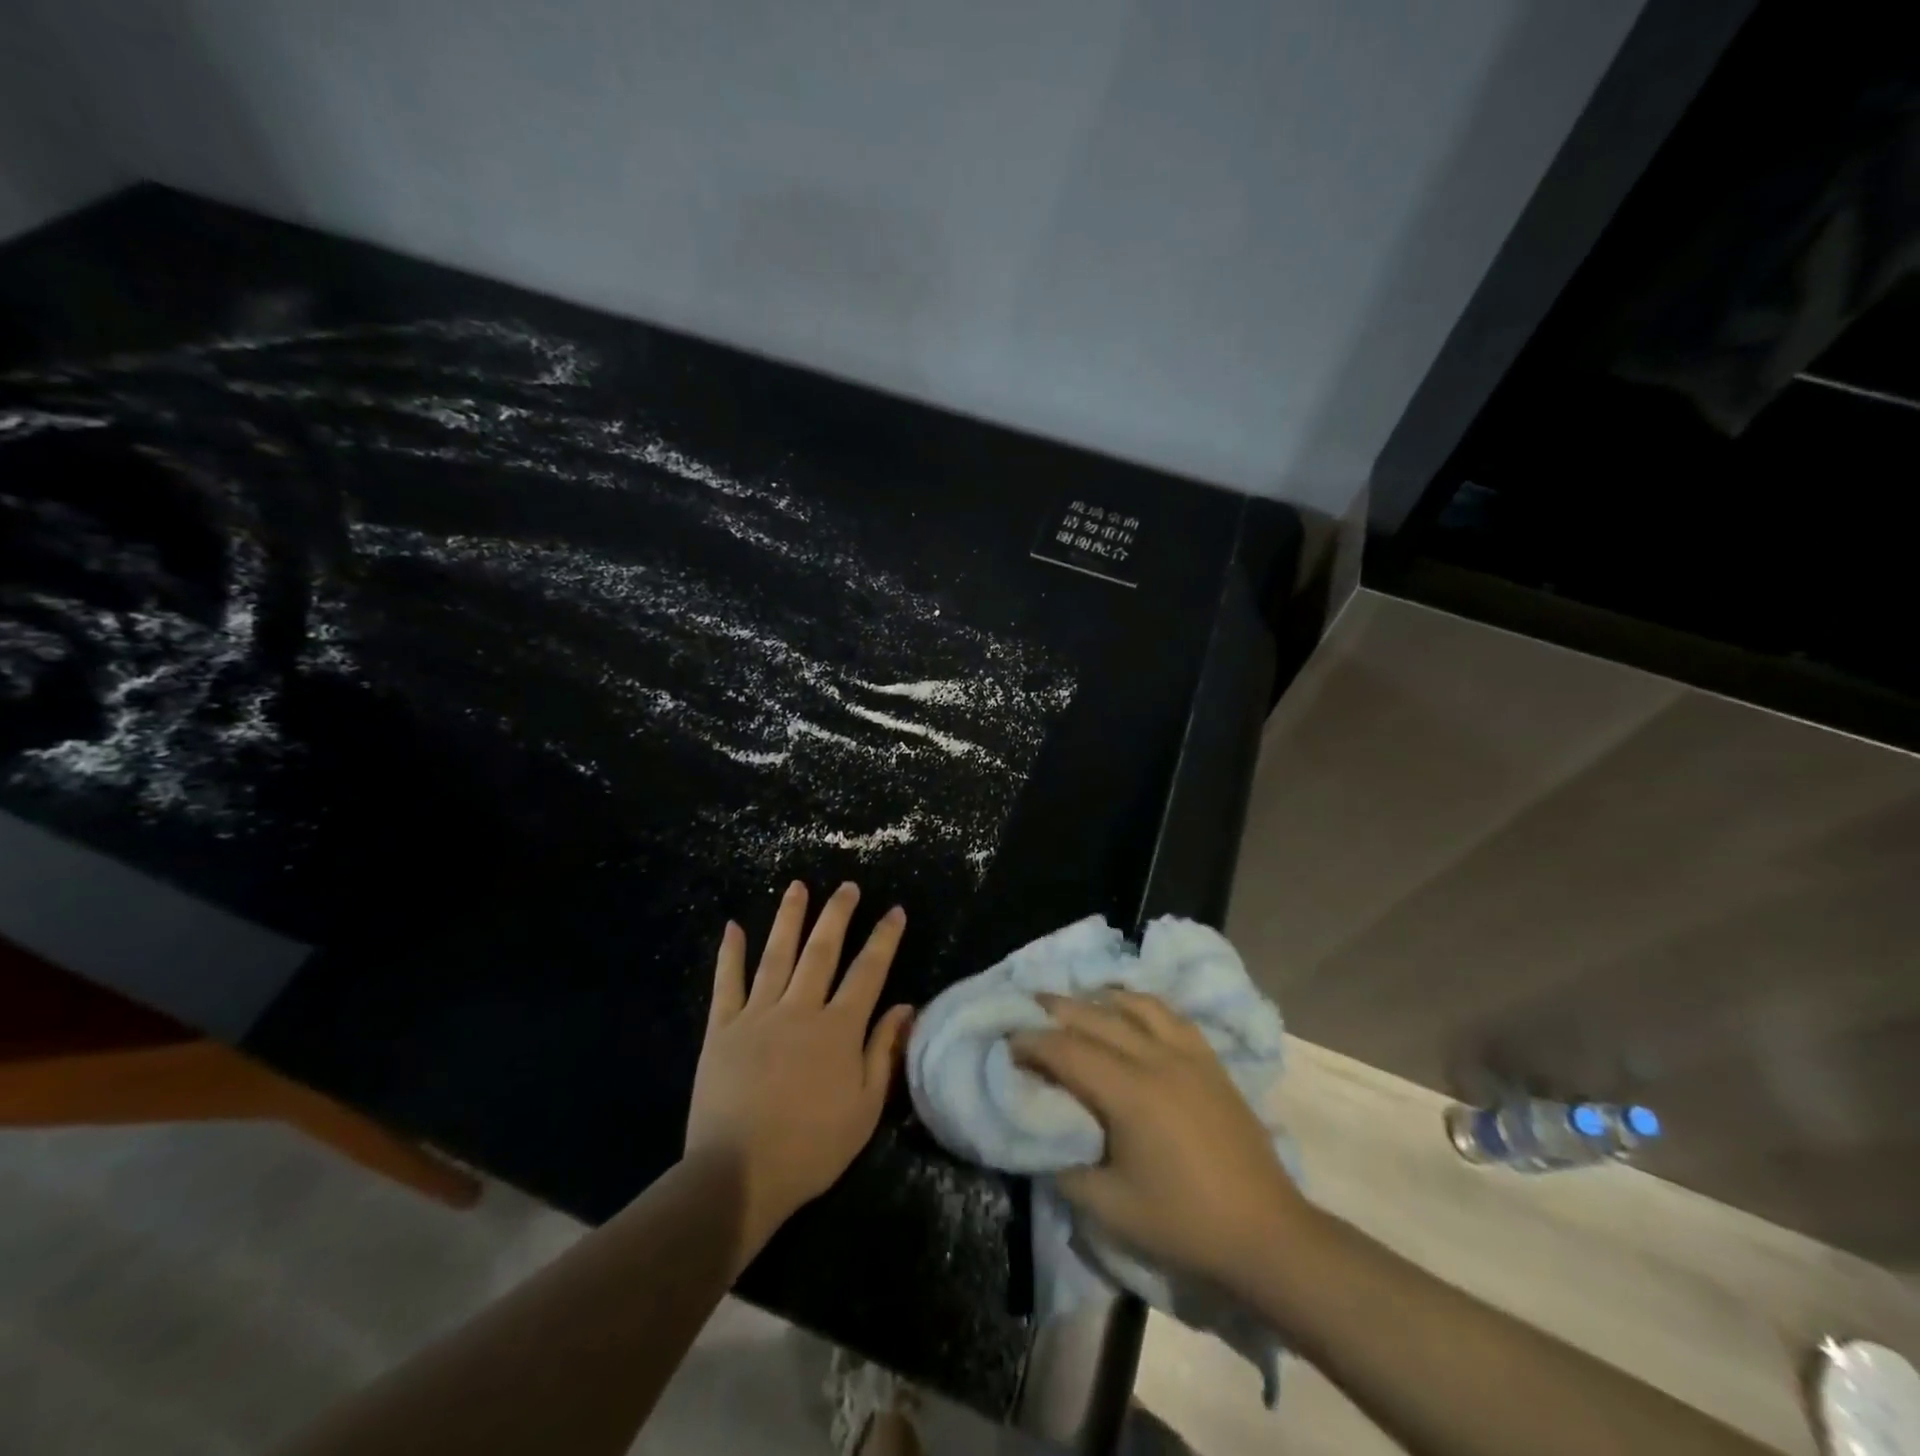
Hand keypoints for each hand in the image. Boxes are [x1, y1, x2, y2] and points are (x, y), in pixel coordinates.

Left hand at [685, 880, 913, 1260]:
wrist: (738, 1174)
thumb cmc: (811, 1147)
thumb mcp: (865, 1109)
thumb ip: (884, 1052)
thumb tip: (906, 1006)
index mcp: (839, 1028)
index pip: (868, 971)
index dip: (884, 938)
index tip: (894, 910)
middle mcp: (800, 1009)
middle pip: (822, 950)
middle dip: (838, 914)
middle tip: (847, 886)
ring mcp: (757, 1014)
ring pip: (777, 954)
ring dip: (789, 918)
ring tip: (797, 886)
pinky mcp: (721, 1028)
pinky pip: (727, 983)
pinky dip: (730, 953)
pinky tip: (733, 926)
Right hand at [1012, 991, 1307, 1287]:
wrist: (1266, 1233)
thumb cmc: (1184, 1223)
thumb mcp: (1111, 1208)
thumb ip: (1067, 1169)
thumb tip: (1044, 1140)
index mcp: (1129, 1092)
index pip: (1067, 1050)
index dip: (1032, 1043)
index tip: (1007, 1042)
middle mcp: (1156, 1058)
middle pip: (1096, 1017)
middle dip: (1056, 1009)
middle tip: (1026, 1008)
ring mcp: (1188, 1054)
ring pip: (1134, 1005)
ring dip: (1098, 999)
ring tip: (1075, 1003)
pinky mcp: (1210, 1061)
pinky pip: (1169, 1015)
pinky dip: (1140, 1004)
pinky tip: (1130, 1010)